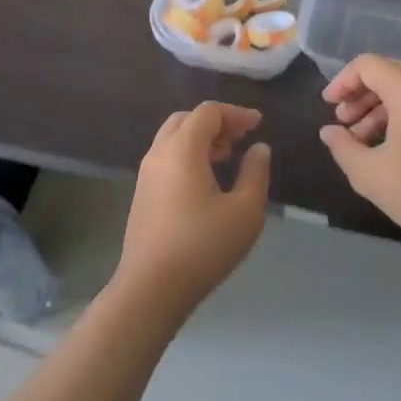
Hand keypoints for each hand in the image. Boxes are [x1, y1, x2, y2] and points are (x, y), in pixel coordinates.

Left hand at [118, 102, 271, 318]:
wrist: (150, 288)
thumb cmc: (202, 246)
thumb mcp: (244, 211)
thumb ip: (255, 173)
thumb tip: (259, 148)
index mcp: (182, 148)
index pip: (208, 112)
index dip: (235, 113)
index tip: (258, 124)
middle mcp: (159, 152)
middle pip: (187, 119)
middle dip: (216, 122)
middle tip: (241, 138)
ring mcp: (146, 173)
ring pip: (173, 138)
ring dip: (200, 138)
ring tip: (227, 157)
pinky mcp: (142, 193)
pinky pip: (166, 157)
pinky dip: (187, 154)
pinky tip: (206, 179)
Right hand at [320, 55, 400, 250]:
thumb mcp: (369, 173)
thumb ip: (342, 146)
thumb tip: (329, 131)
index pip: (367, 65)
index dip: (342, 81)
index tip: (328, 106)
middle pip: (386, 73)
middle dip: (359, 94)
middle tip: (342, 121)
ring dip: (377, 107)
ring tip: (359, 138)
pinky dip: (398, 114)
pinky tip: (385, 145)